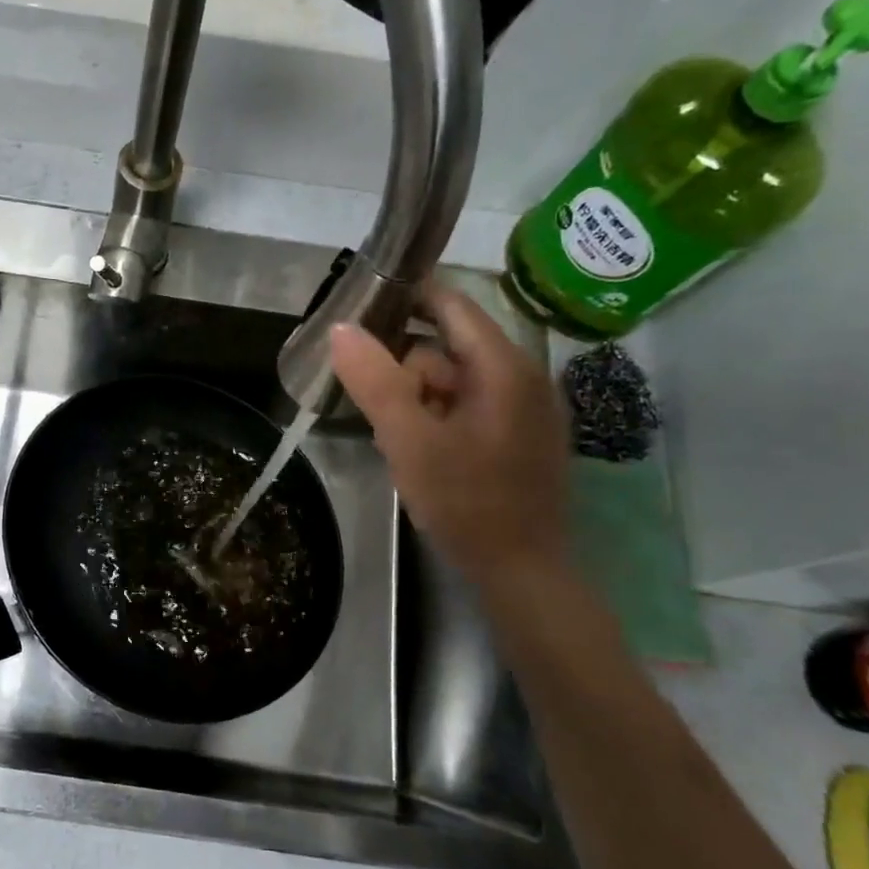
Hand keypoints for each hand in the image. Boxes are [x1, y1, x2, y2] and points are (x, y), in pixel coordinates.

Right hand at [330, 285, 571, 589]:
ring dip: (417, 399)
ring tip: (392, 439)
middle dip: (404, 369)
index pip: (451, 304)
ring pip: (455, 381)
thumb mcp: (410, 441)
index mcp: (503, 367)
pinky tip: (419, 452)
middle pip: (449, 347)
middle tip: (373, 407)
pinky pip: (469, 407)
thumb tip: (341, 328)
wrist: (523, 572)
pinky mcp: (522, 437)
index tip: (360, 309)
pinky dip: (437, 417)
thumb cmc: (467, 502)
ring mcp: (526, 409)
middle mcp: (523, 377)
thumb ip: (375, 382)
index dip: (406, 297)